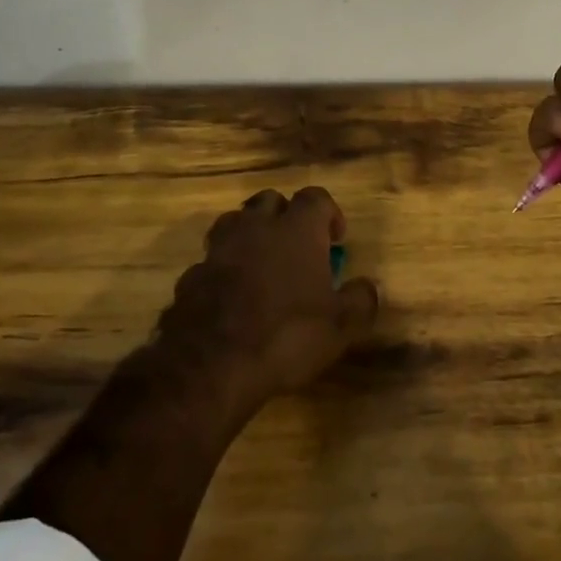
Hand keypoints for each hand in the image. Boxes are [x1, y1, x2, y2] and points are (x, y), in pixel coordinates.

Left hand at [152, 186, 379, 417]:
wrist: (212, 363)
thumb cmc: (287, 335)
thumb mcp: (341, 326)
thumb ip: (360, 300)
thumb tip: (369, 287)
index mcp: (297, 230)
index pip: (315, 197)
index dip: (328, 213)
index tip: (335, 239)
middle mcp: (256, 227)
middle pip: (270, 200)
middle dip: (285, 216)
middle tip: (297, 246)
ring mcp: (219, 249)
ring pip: (235, 222)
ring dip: (250, 235)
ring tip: (262, 264)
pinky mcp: (191, 275)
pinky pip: (212, 260)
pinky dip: (224, 269)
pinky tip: (232, 295)